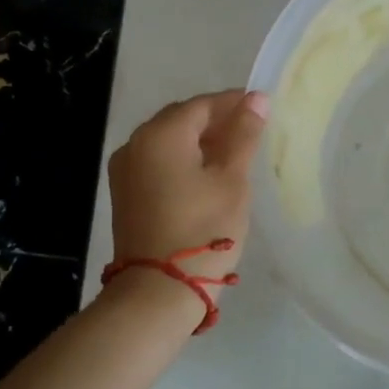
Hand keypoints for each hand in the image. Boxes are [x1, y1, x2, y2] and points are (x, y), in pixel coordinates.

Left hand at [108, 90, 268, 289]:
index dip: (234, 103)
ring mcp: (126, 170)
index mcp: (161, 134)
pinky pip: (159, 162)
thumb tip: (256, 98)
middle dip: (217, 121)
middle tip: (252, 131)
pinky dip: (185, 160)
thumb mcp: (232, 179)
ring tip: (235, 154)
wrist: (159, 291)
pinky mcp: (126, 194)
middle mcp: (135, 144)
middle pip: (182, 119)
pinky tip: (209, 175)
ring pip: (170, 141)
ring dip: (201, 142)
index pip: (203, 104)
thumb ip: (244, 135)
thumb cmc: (204, 229)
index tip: (263, 108)